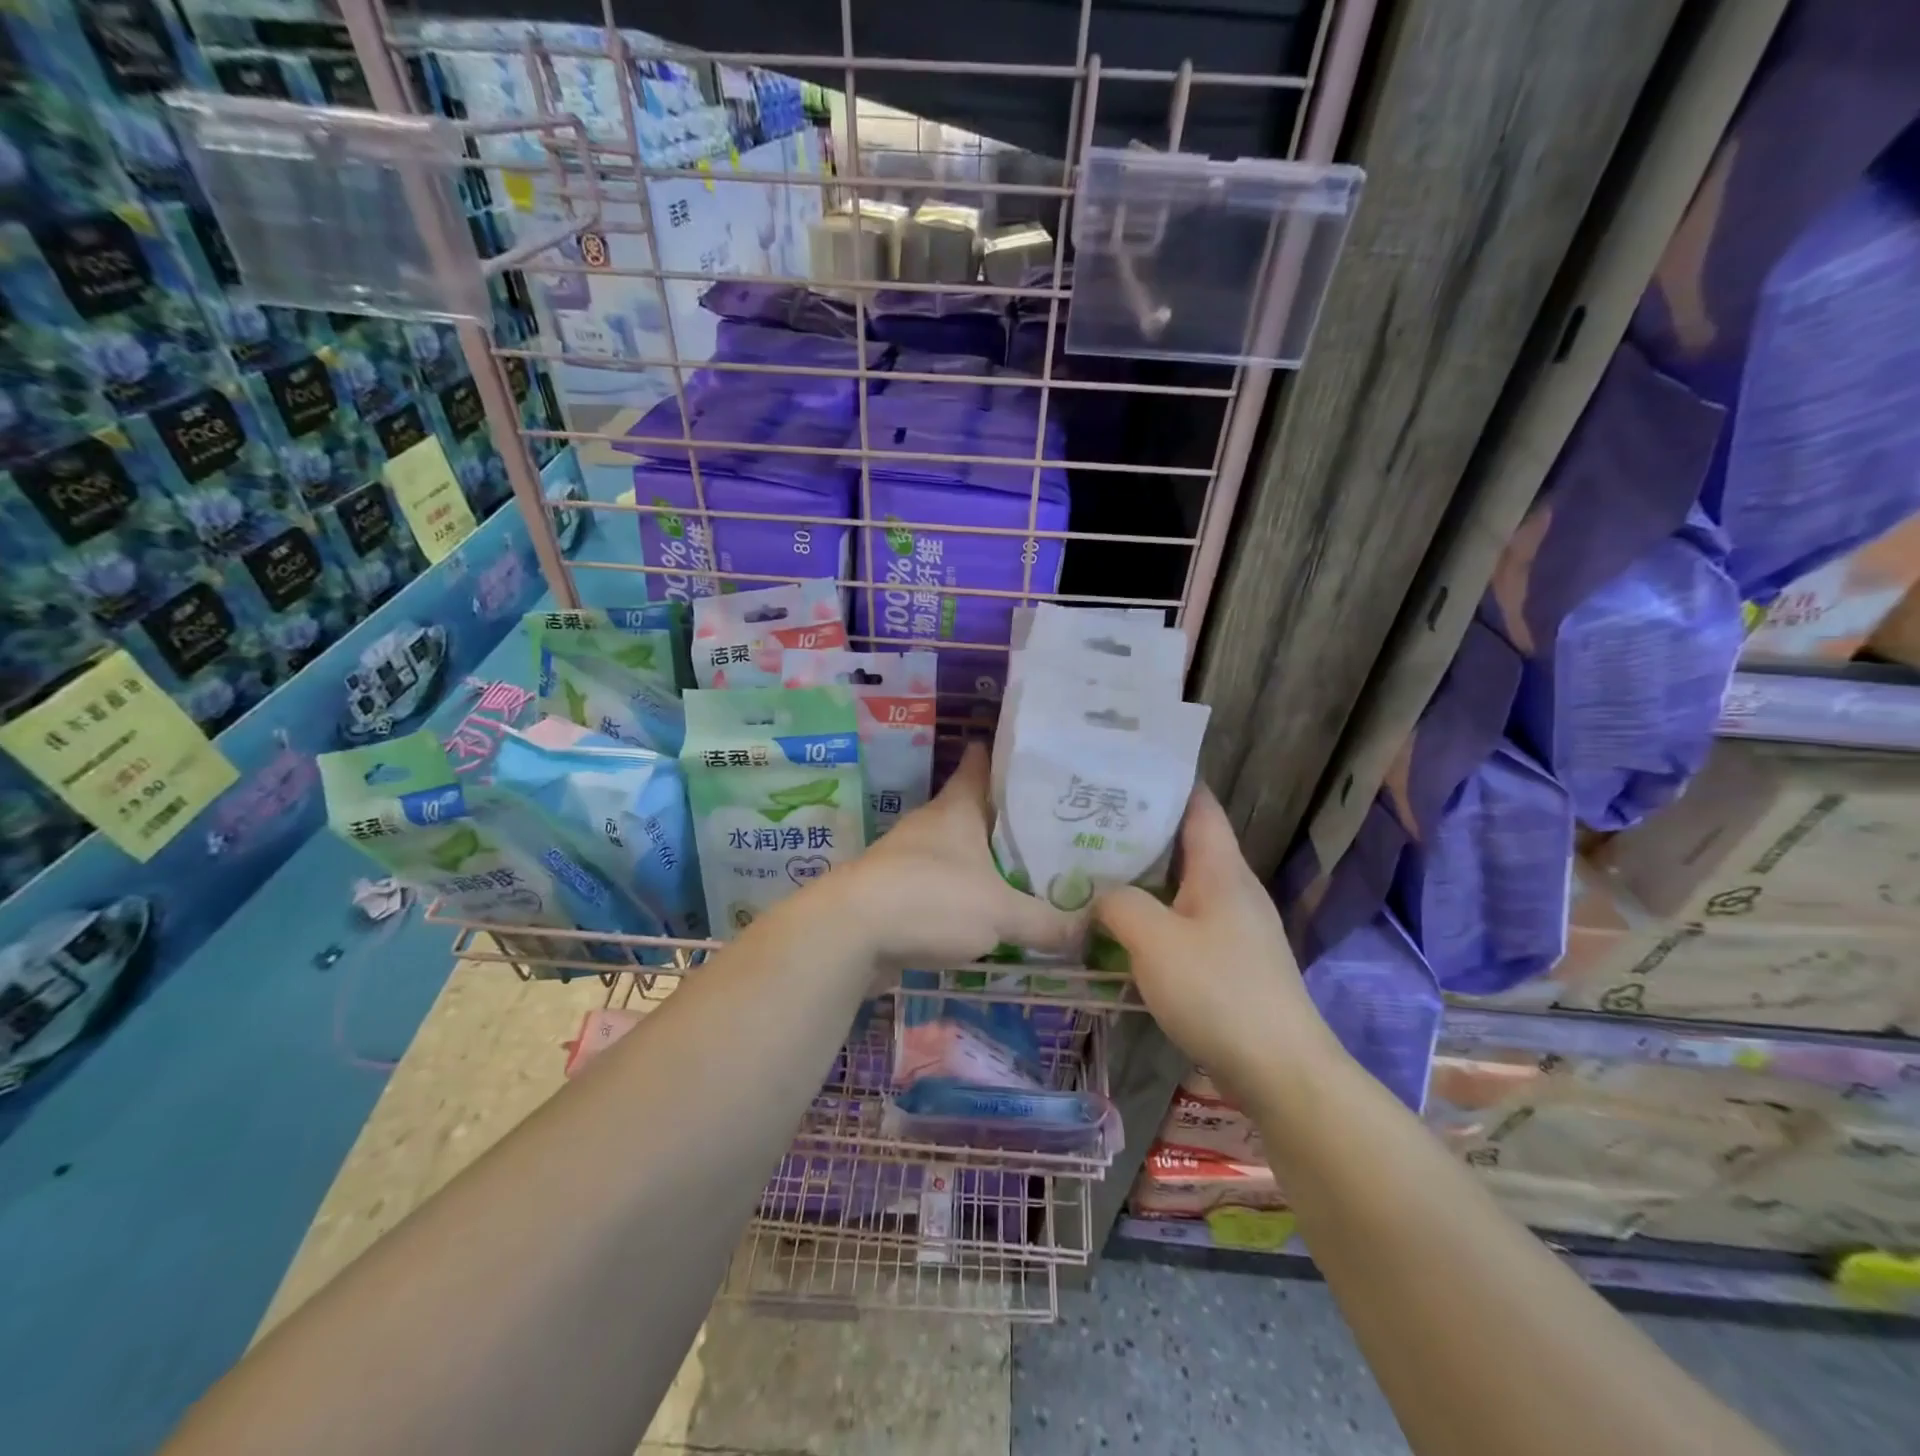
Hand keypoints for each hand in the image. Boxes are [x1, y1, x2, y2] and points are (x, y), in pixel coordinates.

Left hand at [826, 742, 1080, 967]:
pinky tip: (983, 912)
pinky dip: (961, 892)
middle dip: (1005, 816)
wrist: (849, 933)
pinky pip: (938, 884)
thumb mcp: (1000, 913)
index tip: (1035, 756)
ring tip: (1024, 870)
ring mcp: (906, 857)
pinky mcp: (893, 891)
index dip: (1005, 756)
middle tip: (1049, 825)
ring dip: (982, 858)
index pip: (981, 764)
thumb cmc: (930, 900)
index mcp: (956, 809)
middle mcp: (930, 824)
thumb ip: (1047, 922)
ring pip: (955, 849)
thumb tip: (1090, 930)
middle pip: (972, 809)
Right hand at [1096, 785, 1339, 1094]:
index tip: (1119, 769)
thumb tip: (1101, 895)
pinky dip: (1152, 912)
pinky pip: (1184, 919)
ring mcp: (1234, 925)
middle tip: (1086, 820)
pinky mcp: (1230, 959)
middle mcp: (1232, 888)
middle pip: (1184, 841)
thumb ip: (1119, 904)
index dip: (1164, 780)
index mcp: (1221, 868)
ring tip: (1093, 867)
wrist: (1281, 1071)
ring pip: (1181, 883)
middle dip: (1138, 829)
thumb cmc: (1218, 992)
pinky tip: (1121, 925)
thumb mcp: (1154, 940)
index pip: (1197, 803)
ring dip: (1142, 875)